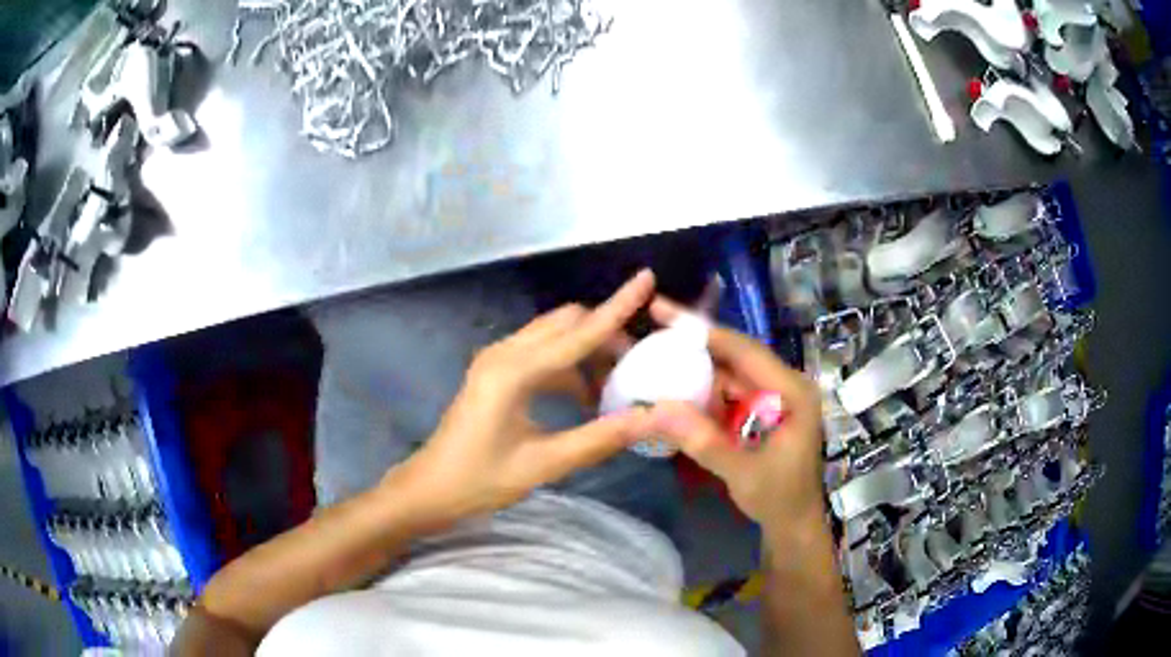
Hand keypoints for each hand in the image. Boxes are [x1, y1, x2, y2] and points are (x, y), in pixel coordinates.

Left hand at [392, 270, 657, 521]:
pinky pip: (541, 351)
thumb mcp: (544, 464)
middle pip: (567, 322)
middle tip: (636, 367)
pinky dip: (568, 363)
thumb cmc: (482, 479)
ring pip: (554, 333)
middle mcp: (505, 352)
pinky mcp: (495, 370)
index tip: (647, 277)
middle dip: (606, 333)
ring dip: (587, 349)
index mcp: (515, 371)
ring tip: (614, 385)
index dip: (618, 305)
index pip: (580, 332)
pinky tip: (583, 396)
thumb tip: (651, 419)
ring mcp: (497, 358)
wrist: (431, 487)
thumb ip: (599, 438)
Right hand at [645, 297, 825, 533]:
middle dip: (694, 341)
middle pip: (735, 354)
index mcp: (792, 391)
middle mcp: (784, 385)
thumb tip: (656, 409)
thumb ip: (704, 441)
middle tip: (653, 324)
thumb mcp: (742, 472)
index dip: (702, 330)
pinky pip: (728, 391)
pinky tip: (676, 387)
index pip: (743, 350)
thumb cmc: (779, 499)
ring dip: (695, 365)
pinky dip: (702, 389)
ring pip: (729, 371)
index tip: (663, 311)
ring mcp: (773, 397)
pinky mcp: (761, 411)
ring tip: (656, 353)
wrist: (793, 524)